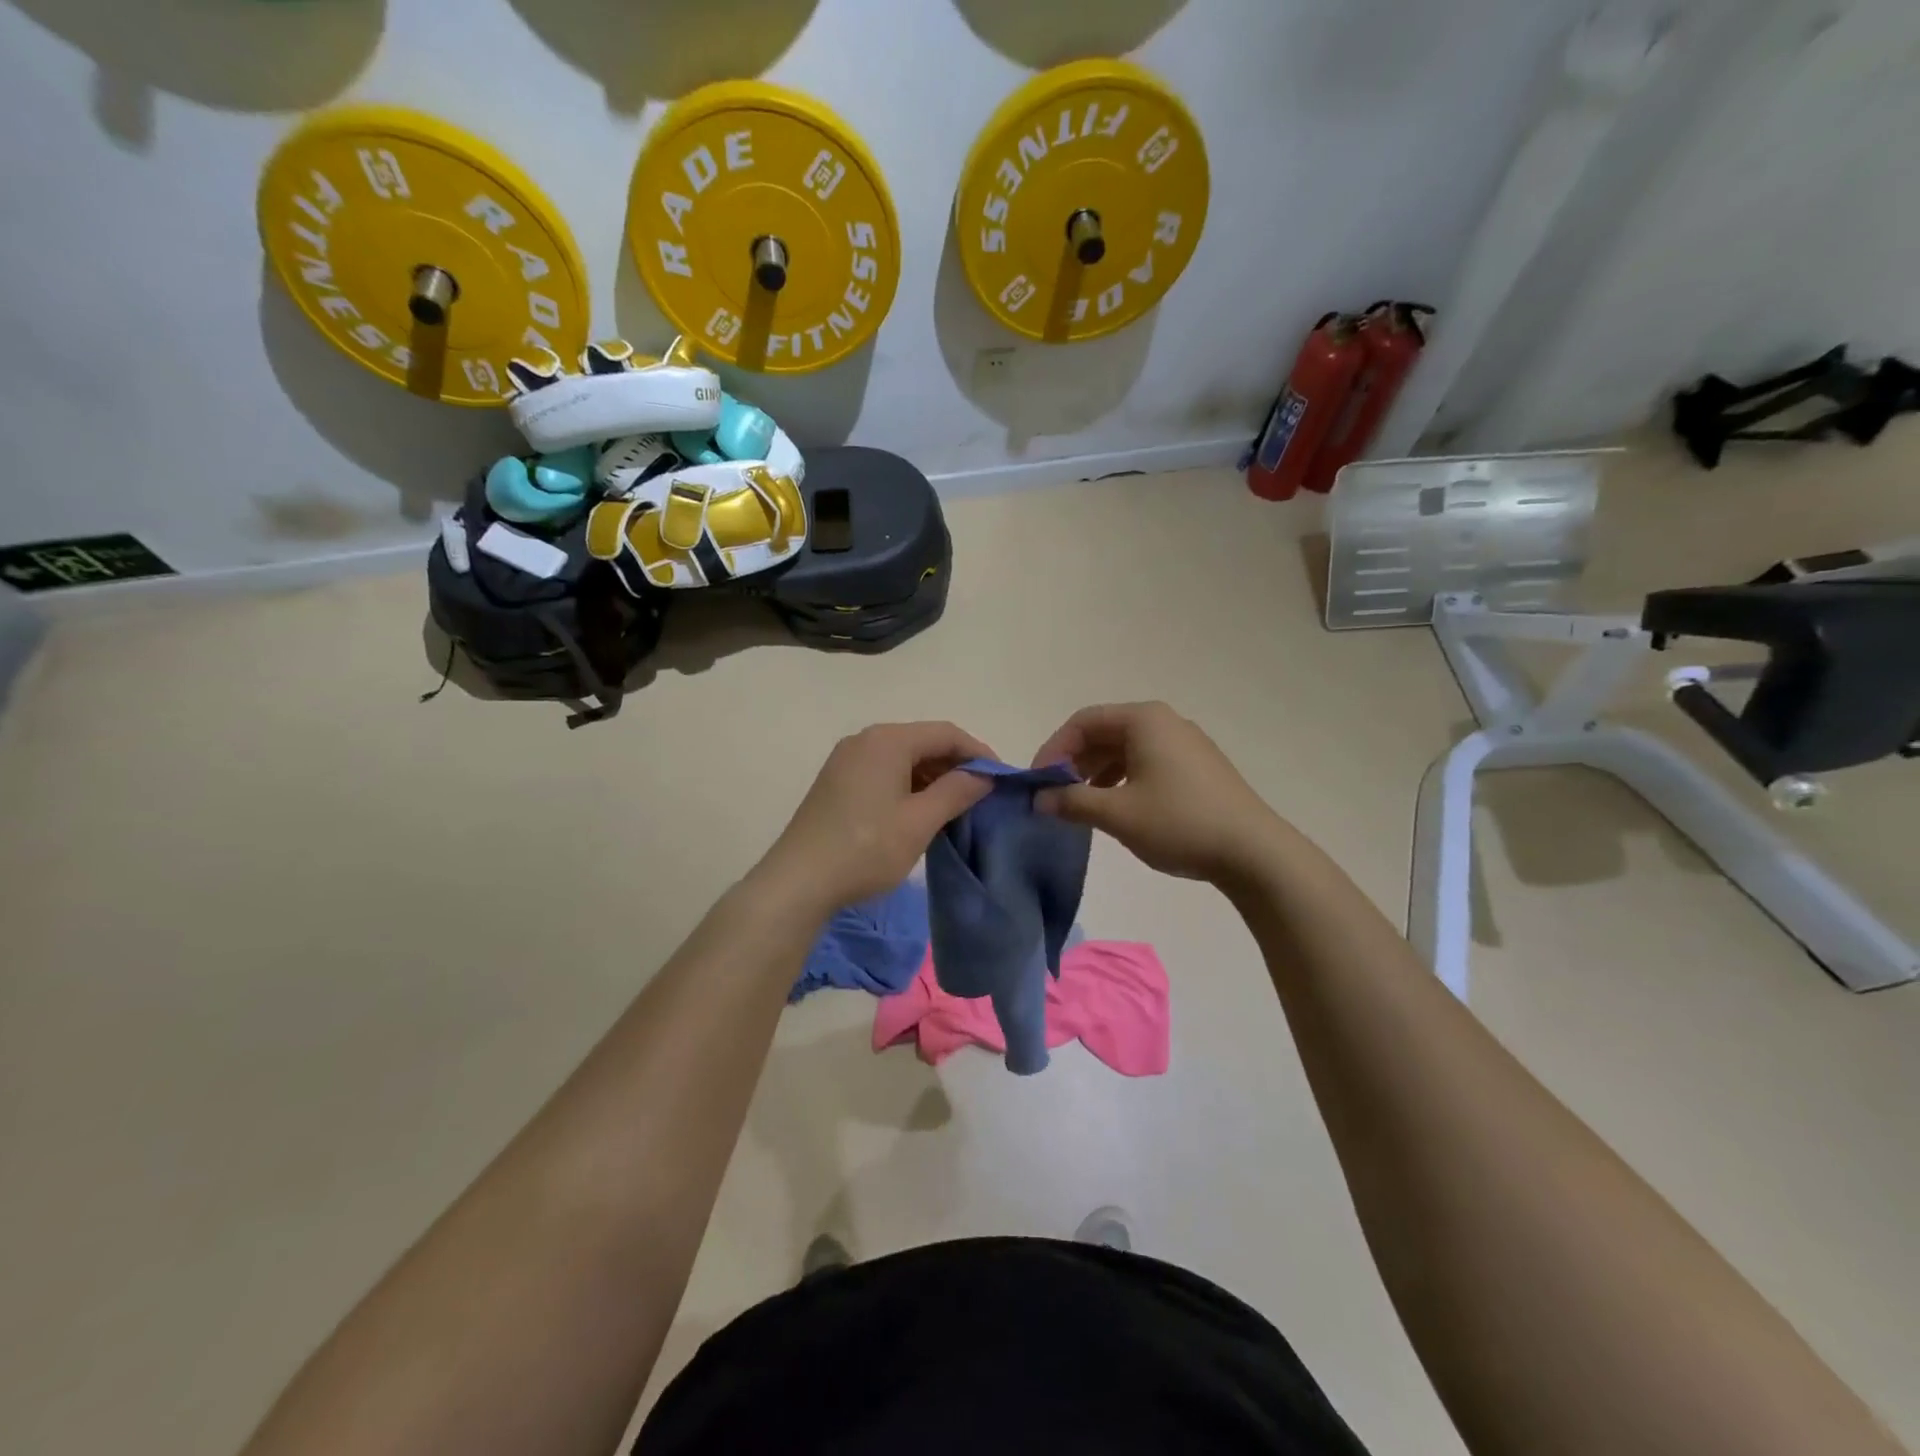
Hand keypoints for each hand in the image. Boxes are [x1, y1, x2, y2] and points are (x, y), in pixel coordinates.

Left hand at [760, 721, 995, 911]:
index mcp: (887, 740)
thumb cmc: (866, 849)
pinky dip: (908, 786)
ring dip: (932, 777)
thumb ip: (957, 791)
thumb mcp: (919, 822)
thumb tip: (984, 775)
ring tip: (955, 808)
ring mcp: (847, 760)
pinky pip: (884, 772)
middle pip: (923, 741)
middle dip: (956, 766)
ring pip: (903, 758)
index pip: (946, 733)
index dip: (978, 752)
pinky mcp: (837, 782)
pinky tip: (920, 813)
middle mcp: (865, 740)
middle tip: (981, 797)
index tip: (1001, 779)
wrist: (798, 881)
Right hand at [1030, 702, 1285, 885]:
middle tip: (1056, 795)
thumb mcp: (1117, 814)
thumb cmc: (1179, 823)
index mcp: (1144, 720)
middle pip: (1104, 732)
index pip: (1083, 722)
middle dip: (1074, 762)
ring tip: (1082, 804)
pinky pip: (1147, 761)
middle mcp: (1165, 722)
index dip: (1053, 749)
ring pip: (1125, 749)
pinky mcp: (1198, 766)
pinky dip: (1122, 779)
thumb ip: (1071, 802)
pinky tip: (1117, 806)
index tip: (1037, 783)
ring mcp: (1185, 743)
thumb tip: (1039, 799)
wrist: (1254, 852)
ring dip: (1096, 772)